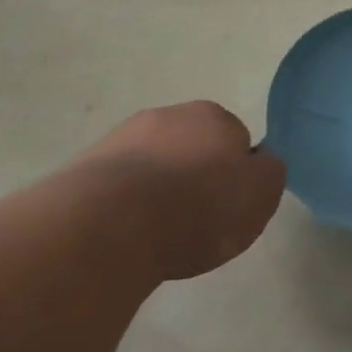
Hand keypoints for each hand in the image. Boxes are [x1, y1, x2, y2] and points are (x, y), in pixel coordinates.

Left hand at [72, 101, 286, 282]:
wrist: (110, 226)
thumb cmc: (200, 207)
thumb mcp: (262, 194)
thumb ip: (269, 172)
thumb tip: (260, 162)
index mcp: (213, 116)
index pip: (236, 139)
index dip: (237, 172)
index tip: (231, 203)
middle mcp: (166, 115)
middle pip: (191, 147)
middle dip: (195, 175)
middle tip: (198, 219)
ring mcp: (119, 139)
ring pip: (153, 165)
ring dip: (158, 190)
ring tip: (160, 234)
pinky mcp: (82, 170)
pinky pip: (118, 187)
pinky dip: (126, 206)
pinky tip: (128, 235)